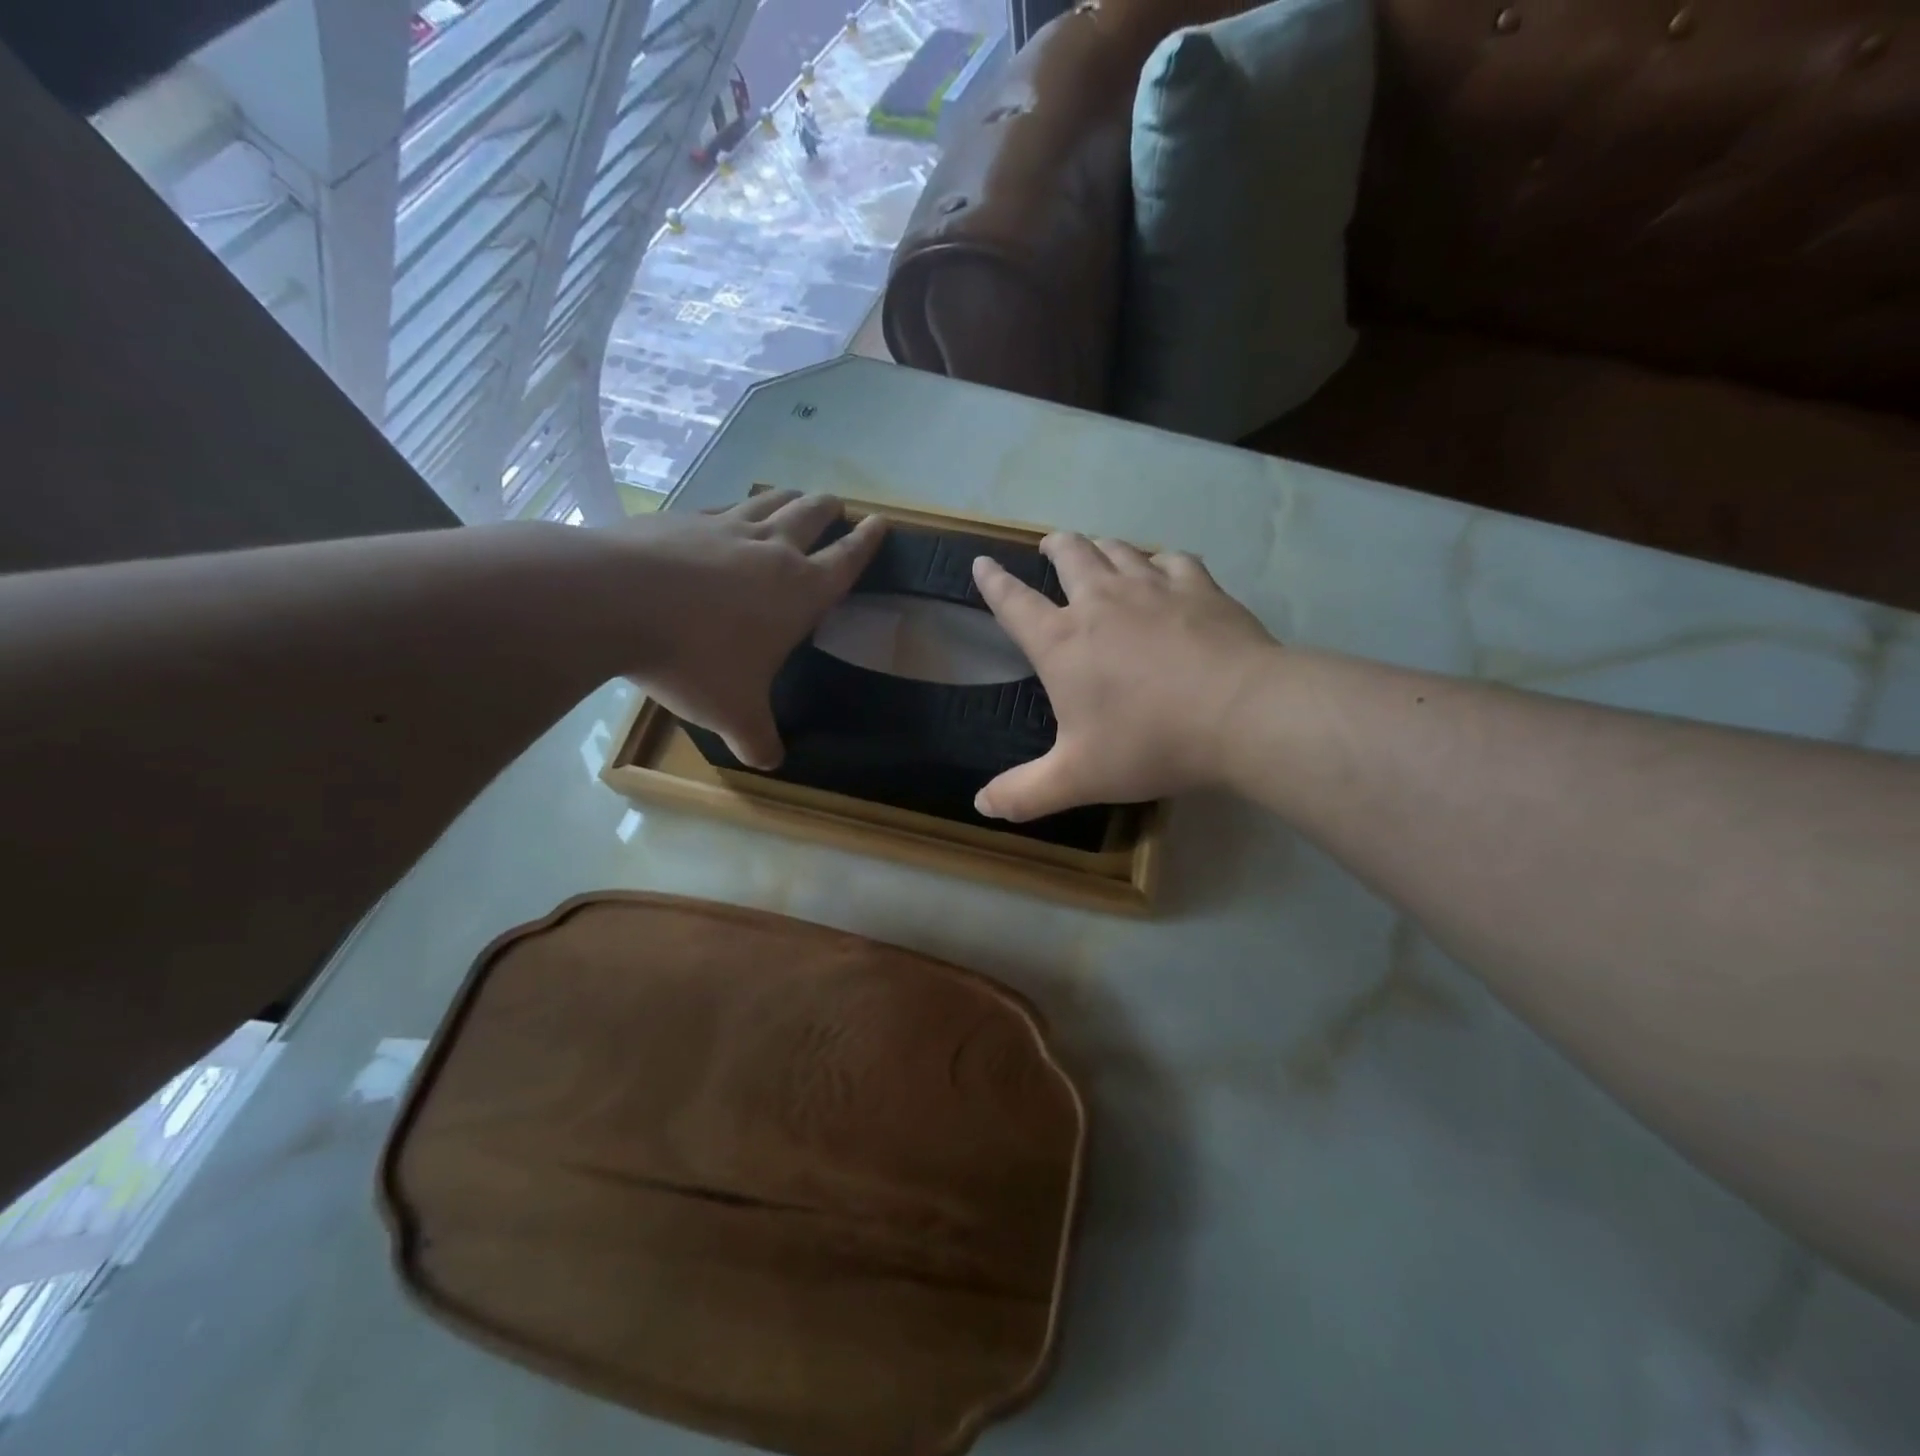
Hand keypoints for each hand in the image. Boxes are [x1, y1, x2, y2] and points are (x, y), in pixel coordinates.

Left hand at [616, 492, 884, 767]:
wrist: (613, 602)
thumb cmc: (693, 659)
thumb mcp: (733, 713)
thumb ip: (757, 739)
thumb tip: (770, 763)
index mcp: (800, 591)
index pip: (847, 560)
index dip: (868, 541)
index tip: (881, 523)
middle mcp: (771, 550)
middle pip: (813, 515)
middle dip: (830, 511)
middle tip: (837, 508)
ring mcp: (726, 527)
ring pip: (770, 502)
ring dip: (789, 499)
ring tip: (794, 500)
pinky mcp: (683, 518)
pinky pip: (722, 507)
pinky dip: (735, 509)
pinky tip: (727, 517)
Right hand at [971, 534, 1276, 819]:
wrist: (1241, 714)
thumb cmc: (1149, 743)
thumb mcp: (1077, 779)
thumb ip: (1025, 794)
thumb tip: (981, 805)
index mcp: (1062, 642)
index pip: (1014, 603)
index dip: (993, 583)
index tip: (982, 563)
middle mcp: (1101, 602)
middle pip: (1070, 556)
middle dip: (1054, 547)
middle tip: (1050, 546)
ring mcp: (1153, 588)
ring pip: (1118, 549)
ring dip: (1101, 547)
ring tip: (1098, 551)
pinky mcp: (1200, 587)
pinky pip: (1171, 559)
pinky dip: (1158, 561)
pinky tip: (1163, 570)